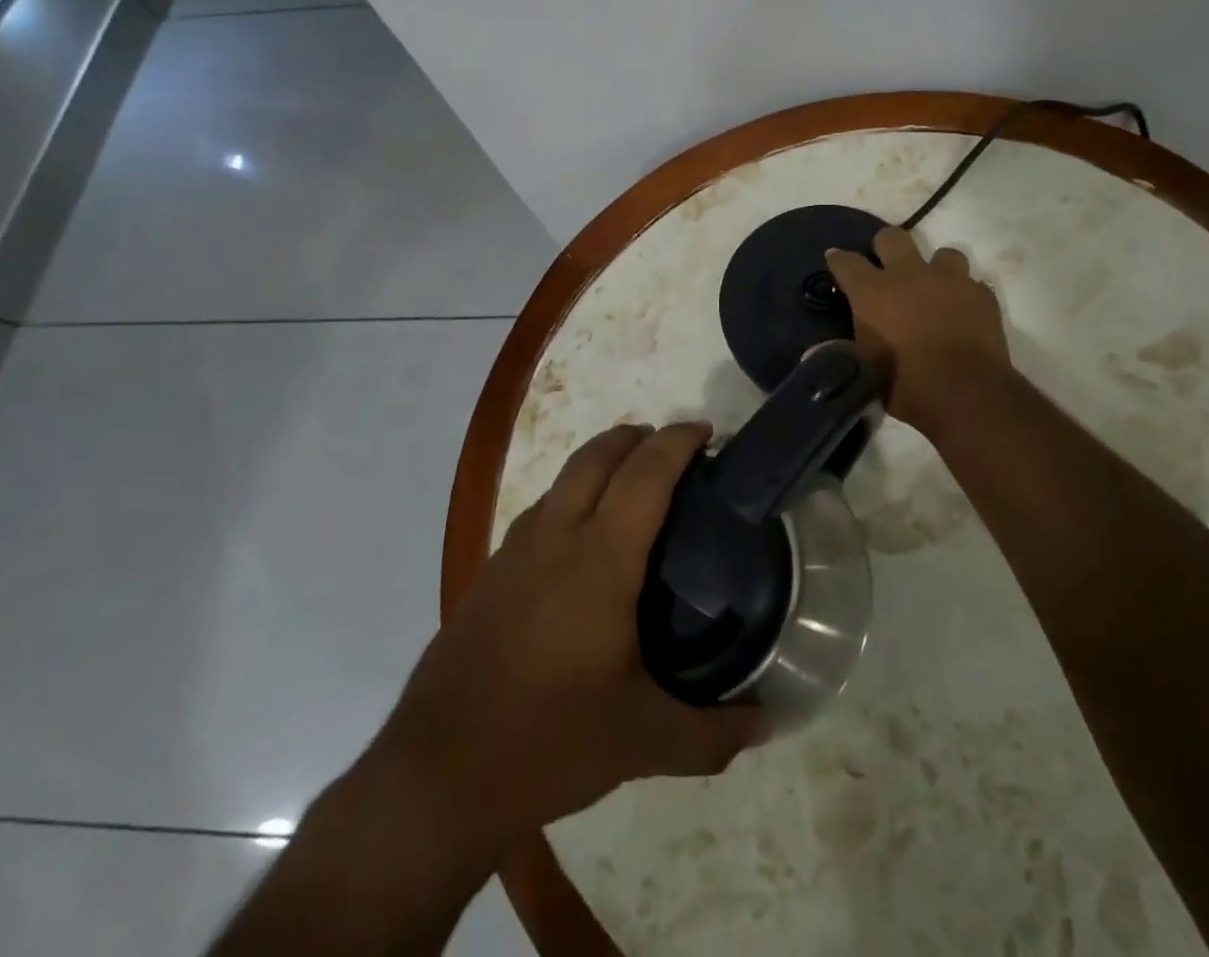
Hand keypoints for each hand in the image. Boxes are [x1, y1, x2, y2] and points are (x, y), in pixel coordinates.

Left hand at [364, 424, 766, 857]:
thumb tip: (771, 725)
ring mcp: (514, 553)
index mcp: (601, 559)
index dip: (678, 441)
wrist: (436, 777)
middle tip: (674, 449)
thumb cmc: (549, 743)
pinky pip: (539, 512)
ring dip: (600, 462)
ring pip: (563, 478)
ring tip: (632, 486)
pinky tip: (579, 544)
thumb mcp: (643, 742)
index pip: (646, 473)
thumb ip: (713, 733)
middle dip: (638, 436)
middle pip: (597, 455)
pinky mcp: (488, 575)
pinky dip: (570, 498)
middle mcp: (556, 538)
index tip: (707, 431)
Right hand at [826, 225, 1009, 433]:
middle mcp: (909, 274)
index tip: (836, 260)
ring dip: (935, 269)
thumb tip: (818, 352)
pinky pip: (970, 283)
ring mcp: (949, 280)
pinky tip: (962, 313)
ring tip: (934, 289)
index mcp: (873, 292)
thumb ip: (848, 351)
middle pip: (891, 237)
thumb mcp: (867, 371)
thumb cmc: (908, 385)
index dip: (838, 259)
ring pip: (942, 253)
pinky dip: (963, 295)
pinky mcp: (981, 294)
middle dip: (885, 247)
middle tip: (886, 267)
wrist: (968, 394)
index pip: (846, 261)